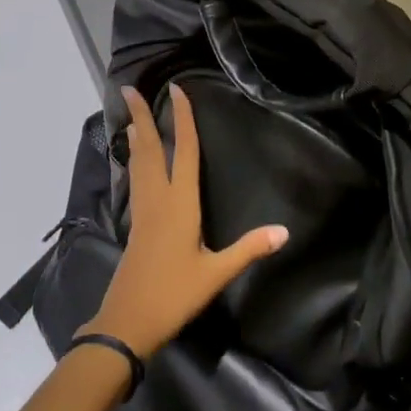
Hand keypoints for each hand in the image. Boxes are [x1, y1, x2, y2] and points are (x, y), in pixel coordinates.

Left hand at [83, 83, 288, 357]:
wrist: (127, 322)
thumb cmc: (173, 294)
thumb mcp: (216, 273)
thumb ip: (249, 249)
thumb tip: (284, 231)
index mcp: (179, 203)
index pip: (184, 151)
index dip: (182, 119)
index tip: (176, 89)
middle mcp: (157, 198)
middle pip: (150, 148)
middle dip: (141, 116)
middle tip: (128, 88)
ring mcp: (142, 210)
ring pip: (138, 162)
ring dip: (136, 134)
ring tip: (131, 114)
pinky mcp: (135, 223)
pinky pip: (135, 178)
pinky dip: (134, 158)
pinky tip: (133, 159)